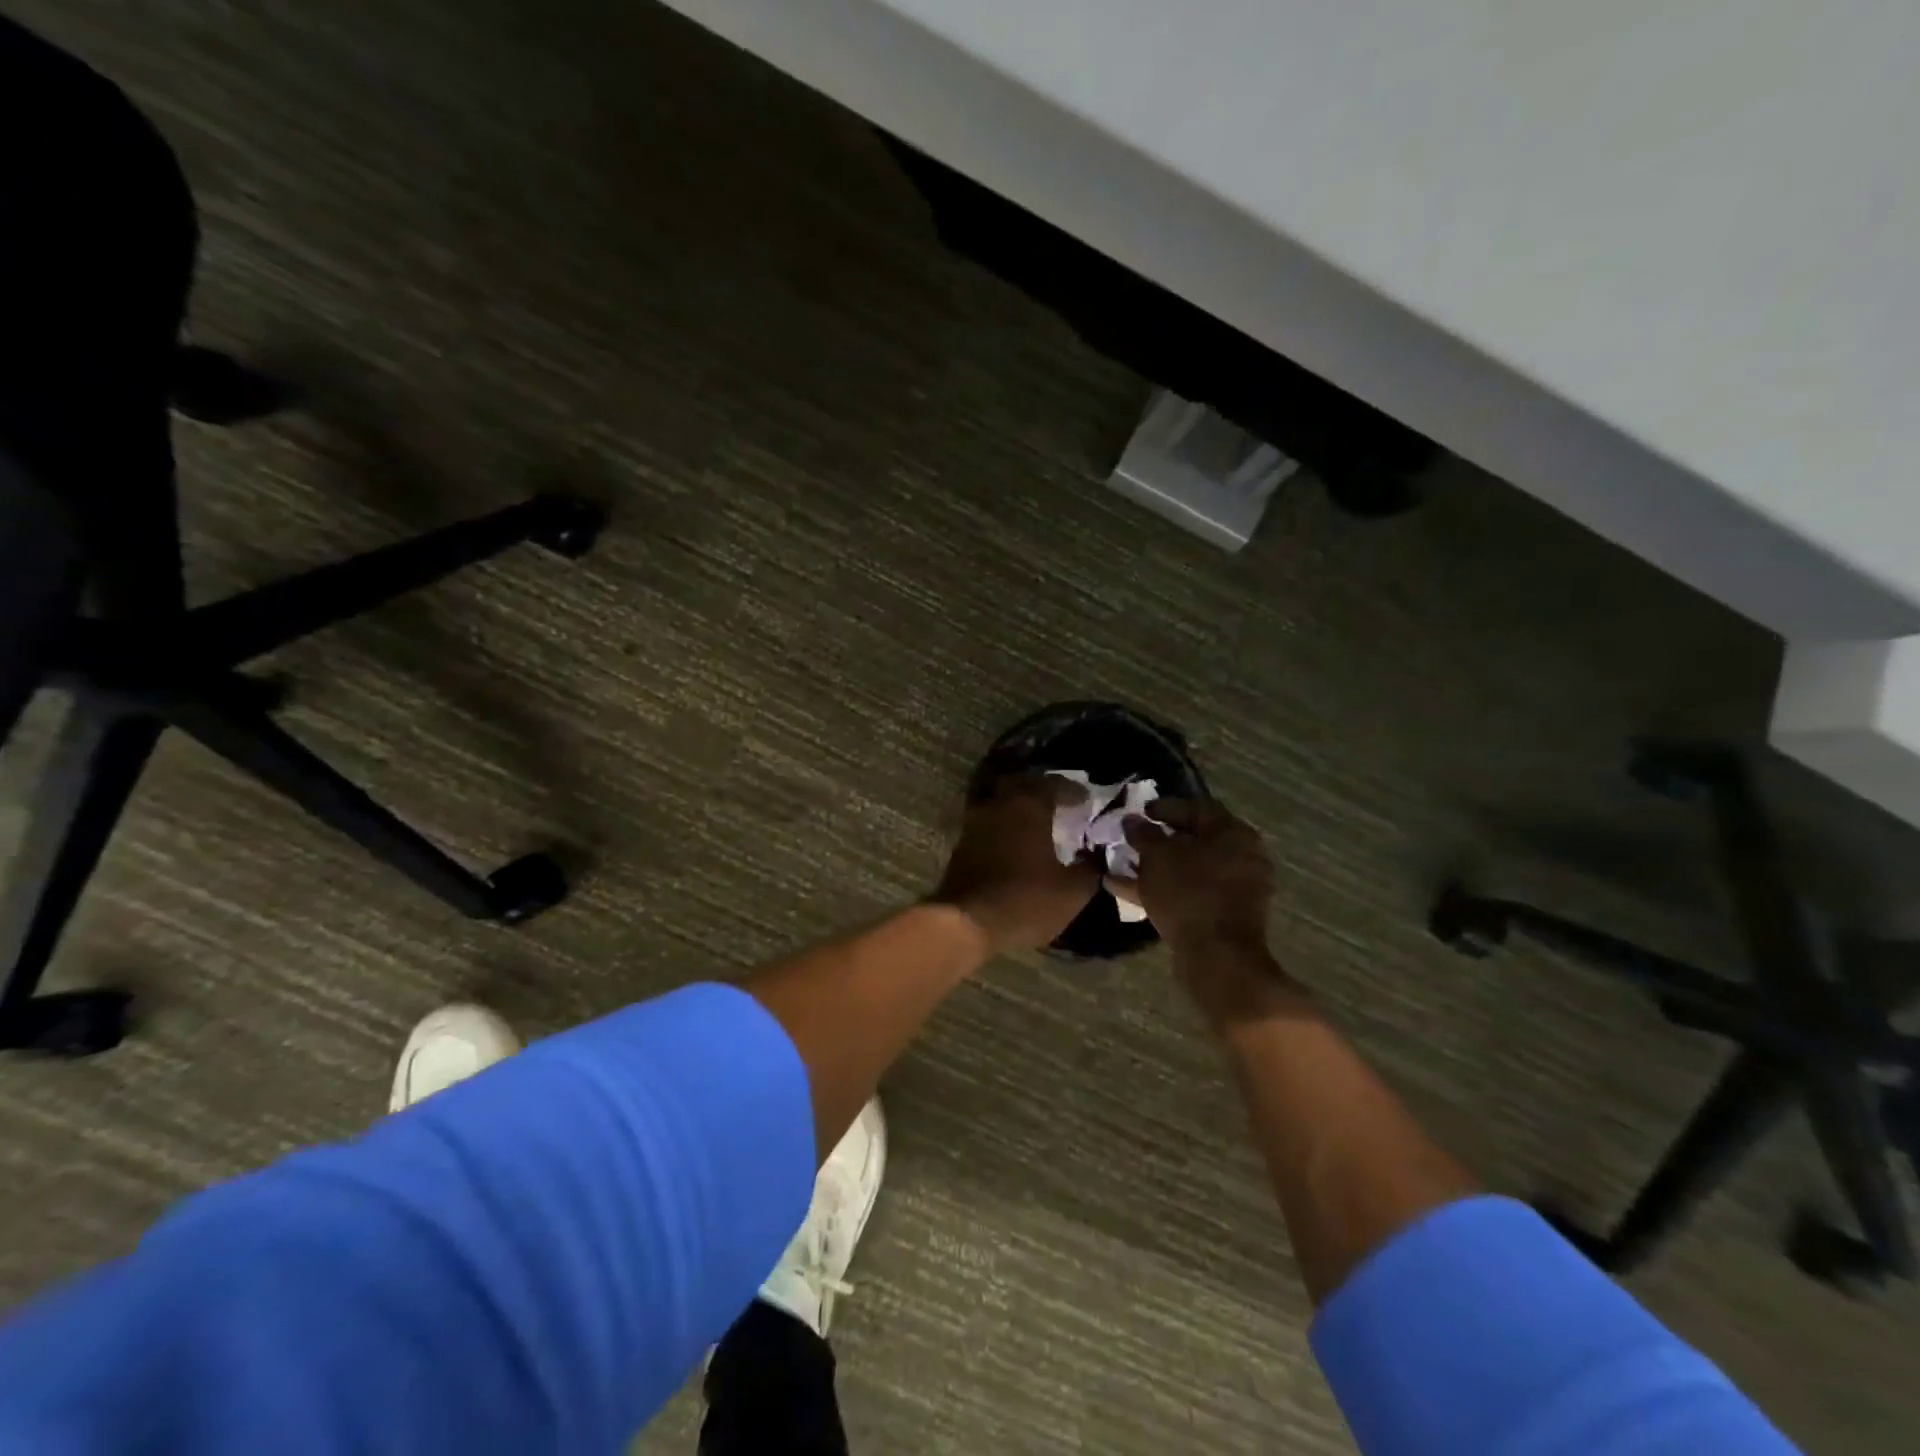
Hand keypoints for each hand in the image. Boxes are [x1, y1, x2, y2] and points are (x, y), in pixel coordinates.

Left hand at [931, 775, 1099, 952]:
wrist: (966, 924)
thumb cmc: (1025, 901)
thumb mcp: (1071, 892)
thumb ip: (1090, 868)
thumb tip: (1097, 856)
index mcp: (1028, 806)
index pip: (1054, 784)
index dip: (1073, 791)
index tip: (1087, 801)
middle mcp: (998, 804)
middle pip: (1022, 784)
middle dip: (1043, 790)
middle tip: (1060, 803)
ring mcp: (975, 822)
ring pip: (1001, 801)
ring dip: (1019, 806)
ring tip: (1038, 822)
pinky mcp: (962, 844)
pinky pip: (988, 822)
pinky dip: (1004, 825)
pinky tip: (1015, 842)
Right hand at [1123, 799, 1298, 1024]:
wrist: (1217, 958)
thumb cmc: (1189, 894)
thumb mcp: (1158, 857)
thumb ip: (1143, 834)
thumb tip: (1131, 820)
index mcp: (1233, 833)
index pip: (1197, 808)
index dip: (1165, 807)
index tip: (1140, 811)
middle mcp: (1241, 856)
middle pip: (1194, 840)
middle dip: (1160, 840)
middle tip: (1132, 839)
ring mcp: (1236, 889)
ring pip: (1189, 869)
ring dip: (1156, 866)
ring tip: (1123, 865)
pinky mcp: (1224, 915)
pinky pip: (1190, 892)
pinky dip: (1163, 888)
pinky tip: (1126, 889)